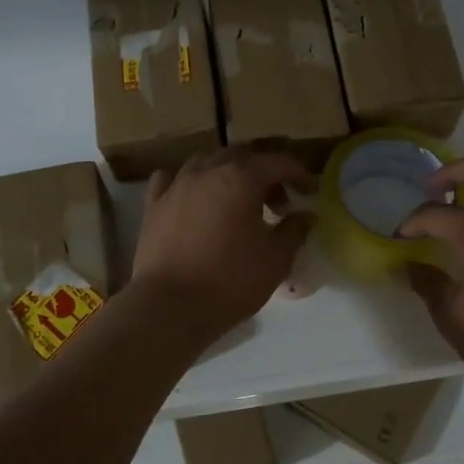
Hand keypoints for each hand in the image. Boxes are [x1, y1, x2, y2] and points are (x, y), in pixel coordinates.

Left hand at [131, 148, 315, 345]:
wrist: (169, 306)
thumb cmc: (230, 281)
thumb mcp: (276, 259)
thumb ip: (294, 231)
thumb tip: (305, 216)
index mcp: (241, 177)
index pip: (277, 162)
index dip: (299, 173)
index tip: (310, 190)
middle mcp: (207, 170)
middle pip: (242, 156)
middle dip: (264, 173)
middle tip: (278, 202)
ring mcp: (176, 184)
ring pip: (207, 163)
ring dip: (229, 174)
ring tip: (239, 202)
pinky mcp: (153, 204)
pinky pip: (173, 178)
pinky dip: (191, 182)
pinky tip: (195, 197)